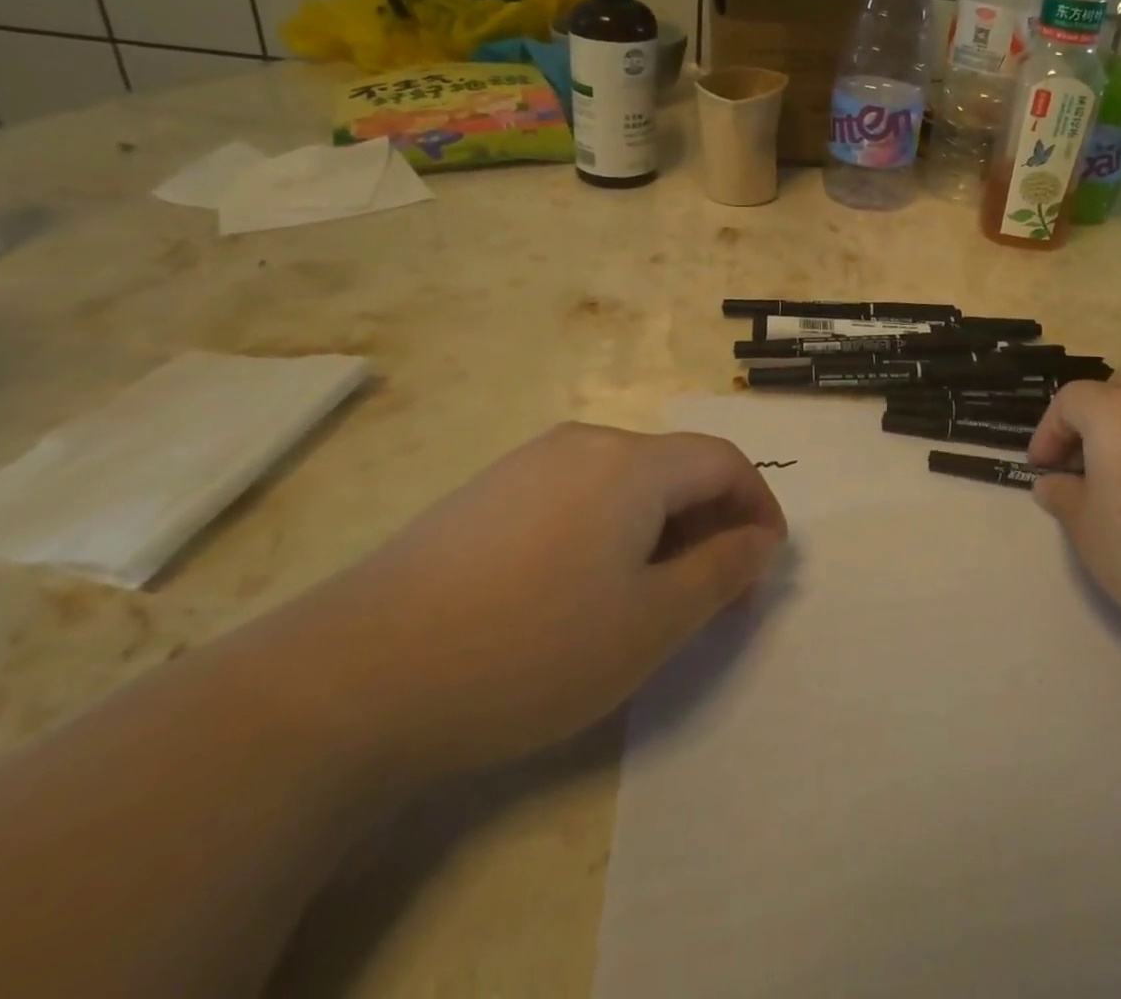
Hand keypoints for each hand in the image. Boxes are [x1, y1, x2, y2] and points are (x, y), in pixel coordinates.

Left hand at [288, 423, 786, 777]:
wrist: (355, 676)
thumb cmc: (532, 647)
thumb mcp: (652, 622)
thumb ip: (722, 571)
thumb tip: (760, 539)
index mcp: (631, 462)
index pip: (723, 461)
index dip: (757, 506)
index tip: (765, 566)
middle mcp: (584, 443)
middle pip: (674, 469)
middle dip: (711, 524)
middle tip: (715, 594)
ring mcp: (529, 464)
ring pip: (626, 484)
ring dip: (662, 530)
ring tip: (652, 597)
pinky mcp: (488, 493)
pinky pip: (577, 497)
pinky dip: (611, 531)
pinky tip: (581, 589)